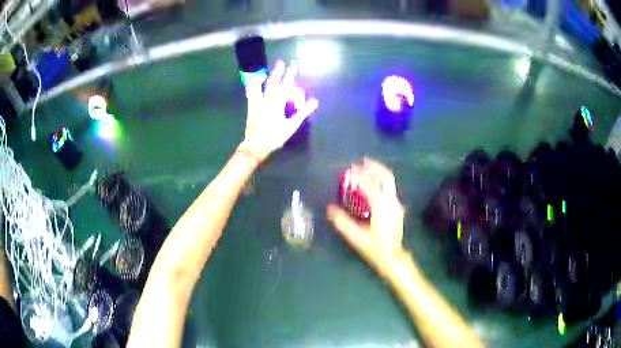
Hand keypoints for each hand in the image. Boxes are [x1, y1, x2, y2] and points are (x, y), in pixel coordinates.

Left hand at [239, 61, 318, 161]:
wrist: (255, 146)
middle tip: (281, 63)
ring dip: (262, 78)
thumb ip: (303, 112)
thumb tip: (315, 101)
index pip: (285, 85)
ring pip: (258, 86)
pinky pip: (251, 94)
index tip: (293, 65)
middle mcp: (266, 99)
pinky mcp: (250, 108)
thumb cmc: (275, 136)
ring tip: (264, 73)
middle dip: (277, 72)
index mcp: (277, 102)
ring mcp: (256, 103)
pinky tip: (254, 86)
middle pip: (272, 82)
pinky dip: (253, 87)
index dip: (289, 74)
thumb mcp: (291, 126)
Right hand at [327, 158, 405, 276]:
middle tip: (362, 161)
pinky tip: (372, 183)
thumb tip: (330, 208)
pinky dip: (381, 181)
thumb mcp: (356, 237)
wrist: (393, 258)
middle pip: (386, 177)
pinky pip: (389, 189)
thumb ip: (342, 222)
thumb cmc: (375, 249)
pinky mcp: (396, 208)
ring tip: (367, 167)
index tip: (349, 169)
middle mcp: (391, 202)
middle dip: (374, 167)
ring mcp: (396, 204)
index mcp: (381, 207)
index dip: (359, 176)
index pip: (369, 186)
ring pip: (389, 182)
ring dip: (378, 173)